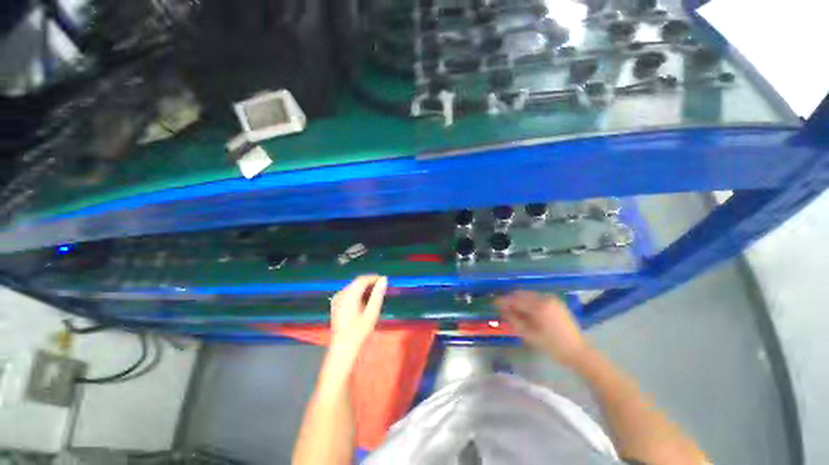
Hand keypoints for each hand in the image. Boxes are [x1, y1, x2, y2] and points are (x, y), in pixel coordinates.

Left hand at [328, 275, 387, 363]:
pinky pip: (348, 292)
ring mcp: (337, 299)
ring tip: (375, 294)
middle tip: (381, 287)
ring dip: (364, 287)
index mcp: (349, 295)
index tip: (384, 280)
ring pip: (352, 286)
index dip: (374, 278)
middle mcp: (341, 293)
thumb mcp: (371, 313)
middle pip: (357, 282)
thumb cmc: (359, 332)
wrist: (342, 348)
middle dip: (369, 282)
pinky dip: (357, 292)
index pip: (362, 279)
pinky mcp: (335, 304)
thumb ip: (377, 295)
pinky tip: (364, 300)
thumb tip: (384, 279)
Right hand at [494, 291, 589, 366]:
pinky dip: (528, 300)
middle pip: (521, 293)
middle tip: (501, 306)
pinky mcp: (556, 301)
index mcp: (538, 307)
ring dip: (518, 299)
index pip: (515, 300)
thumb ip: (514, 320)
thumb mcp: (529, 335)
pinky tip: (525, 309)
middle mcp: (545, 298)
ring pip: (528, 294)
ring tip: (512, 309)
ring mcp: (551, 299)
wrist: (578, 352)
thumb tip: (502, 309)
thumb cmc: (552, 346)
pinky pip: (537, 297)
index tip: (493, 303)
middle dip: (510, 298)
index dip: (503, 301)